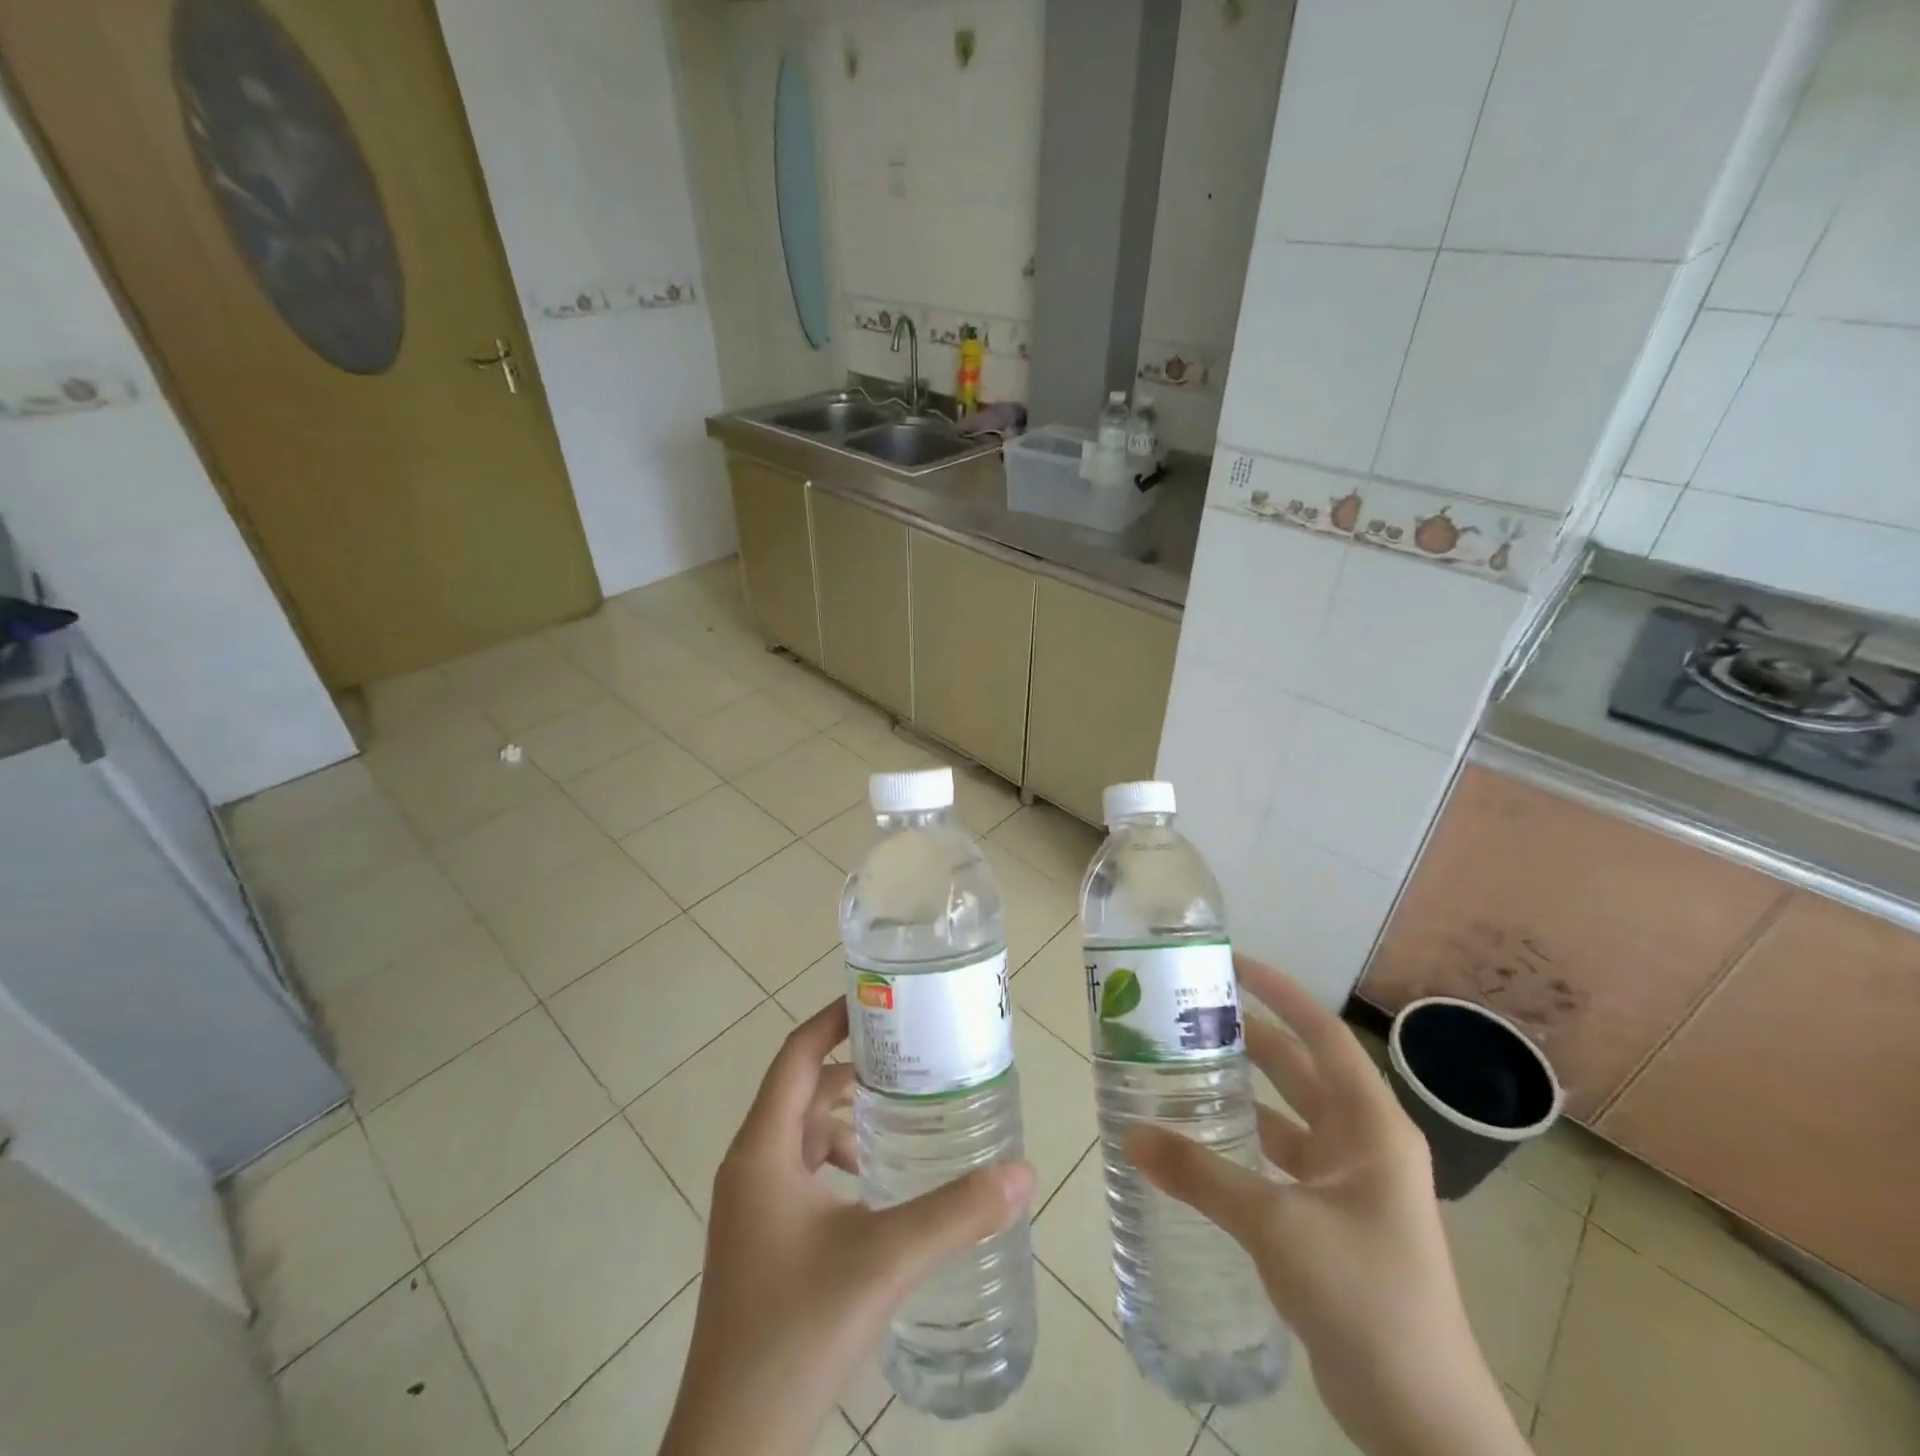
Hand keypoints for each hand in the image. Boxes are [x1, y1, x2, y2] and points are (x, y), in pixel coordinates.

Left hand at [659, 998, 1033, 1455]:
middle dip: (855, 1071)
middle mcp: (751, 1166)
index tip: (883, 1001)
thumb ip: (955, 1213)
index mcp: (763, 1150)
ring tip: (907, 1119)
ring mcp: (753, 1207)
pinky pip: (804, 1174)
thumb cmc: (795, 1332)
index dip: (835, 1020)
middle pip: (803, 1090)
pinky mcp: (762, 1241)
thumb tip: (1022, 1173)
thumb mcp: (883, 1261)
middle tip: (914, 1059)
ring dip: (850, 1120)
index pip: (796, 1054)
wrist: (732, 1448)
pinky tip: (882, 1187)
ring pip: (804, 1135)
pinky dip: (842, 1162)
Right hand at [1127, 957, 1527, 1455]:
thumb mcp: (1276, 1225)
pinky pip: (1280, 1162)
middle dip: (1249, 1037)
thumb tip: (1131, 1134)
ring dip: (1243, 1092)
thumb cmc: (1364, 1295)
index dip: (1279, 992)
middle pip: (1299, 1070)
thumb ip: (1201, 1175)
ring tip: (1183, 1067)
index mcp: (1370, 1125)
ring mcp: (1349, 1185)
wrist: (1421, 1418)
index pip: (1321, 1034)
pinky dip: (1244, 1145)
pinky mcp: (1331, 1222)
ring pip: (1287, 1117)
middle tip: (1189, 1013)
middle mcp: (1363, 1143)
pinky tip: (1201, 1142)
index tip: (1231, 963)